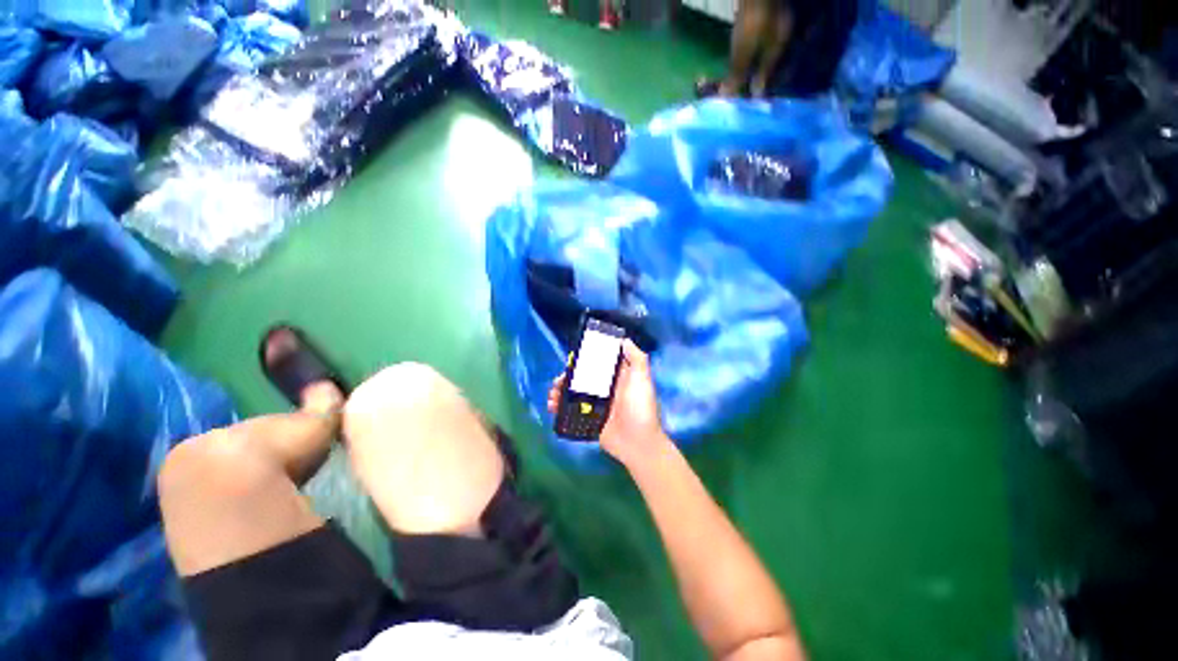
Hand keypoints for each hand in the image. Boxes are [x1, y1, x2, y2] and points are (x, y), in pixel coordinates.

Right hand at [548, 340, 669, 467]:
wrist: (638, 443)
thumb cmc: (640, 407)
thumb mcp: (642, 379)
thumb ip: (637, 358)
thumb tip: (624, 340)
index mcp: (616, 377)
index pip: (597, 364)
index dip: (584, 359)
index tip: (572, 358)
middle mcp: (605, 389)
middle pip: (581, 378)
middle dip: (567, 377)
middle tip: (559, 380)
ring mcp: (595, 405)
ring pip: (573, 393)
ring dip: (560, 391)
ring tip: (552, 395)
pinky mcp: (588, 419)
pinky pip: (570, 411)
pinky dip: (559, 407)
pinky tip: (552, 407)